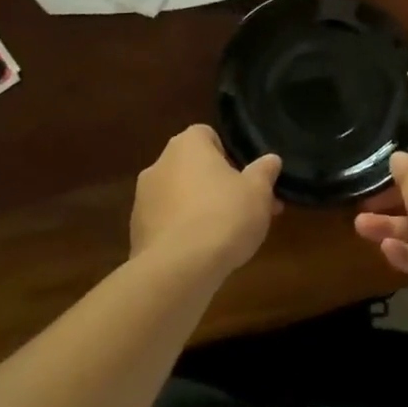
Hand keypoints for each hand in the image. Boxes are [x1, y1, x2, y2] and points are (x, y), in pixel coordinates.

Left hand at [131, 125, 281, 278]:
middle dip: (217, 185)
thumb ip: (265, 171)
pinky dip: (183, 234)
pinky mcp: (136, 234)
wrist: (178, 271)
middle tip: (244, 208)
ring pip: (179, 197)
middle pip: (193, 168)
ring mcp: (142, 201)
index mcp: (187, 145)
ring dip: (199, 209)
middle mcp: (159, 165)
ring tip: (226, 236)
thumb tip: (271, 160)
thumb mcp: (258, 192)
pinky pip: (167, 225)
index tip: (245, 178)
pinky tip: (202, 254)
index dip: (229, 154)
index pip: (208, 136)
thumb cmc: (223, 216)